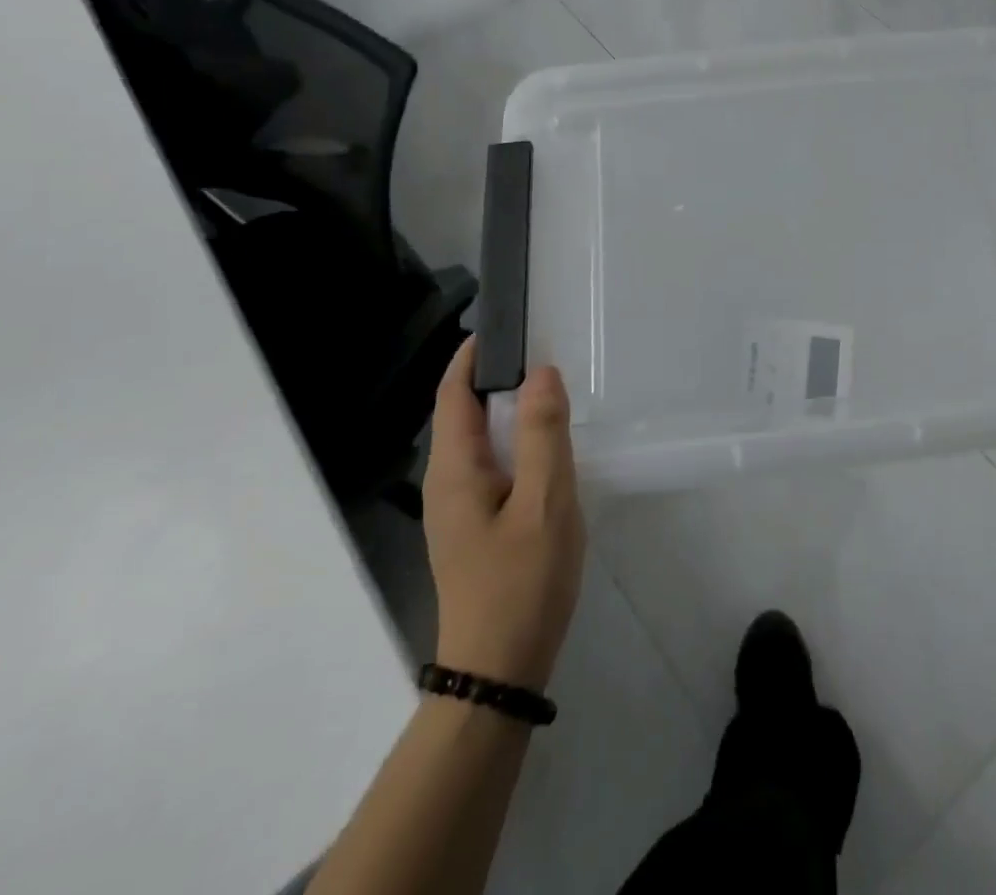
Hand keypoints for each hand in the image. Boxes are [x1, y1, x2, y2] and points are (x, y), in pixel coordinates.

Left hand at [423, 339, 585, 691]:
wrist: (499, 670)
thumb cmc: (522, 582)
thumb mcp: (545, 503)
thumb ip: (544, 435)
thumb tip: (542, 372)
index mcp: (455, 470)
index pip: (453, 394)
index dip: (473, 355)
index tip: (507, 324)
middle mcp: (446, 482)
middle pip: (462, 413)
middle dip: (494, 376)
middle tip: (542, 349)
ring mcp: (457, 508)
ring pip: (478, 440)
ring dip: (506, 408)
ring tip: (549, 388)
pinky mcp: (474, 526)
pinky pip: (490, 464)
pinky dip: (513, 440)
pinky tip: (545, 447)